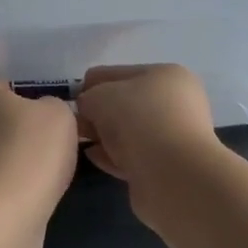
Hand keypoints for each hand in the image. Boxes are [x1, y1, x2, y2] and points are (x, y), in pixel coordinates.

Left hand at [0, 81, 79, 230]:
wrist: (6, 214)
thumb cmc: (32, 150)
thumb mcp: (59, 113)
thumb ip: (54, 104)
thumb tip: (46, 113)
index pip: (0, 84)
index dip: (26, 93)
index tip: (49, 109)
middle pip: (0, 118)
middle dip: (24, 127)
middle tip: (55, 137)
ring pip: (2, 150)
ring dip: (22, 157)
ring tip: (53, 166)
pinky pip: (3, 178)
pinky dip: (20, 182)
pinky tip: (40, 189)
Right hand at [75, 64, 224, 188]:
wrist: (173, 175)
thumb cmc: (138, 120)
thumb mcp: (101, 96)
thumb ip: (88, 97)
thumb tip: (87, 108)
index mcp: (167, 76)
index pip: (119, 73)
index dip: (92, 84)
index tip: (71, 101)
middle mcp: (176, 103)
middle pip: (126, 103)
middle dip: (99, 111)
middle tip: (74, 123)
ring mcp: (174, 137)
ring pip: (129, 131)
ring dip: (105, 134)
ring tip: (79, 140)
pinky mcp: (167, 167)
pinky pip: (133, 156)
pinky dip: (113, 155)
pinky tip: (93, 156)